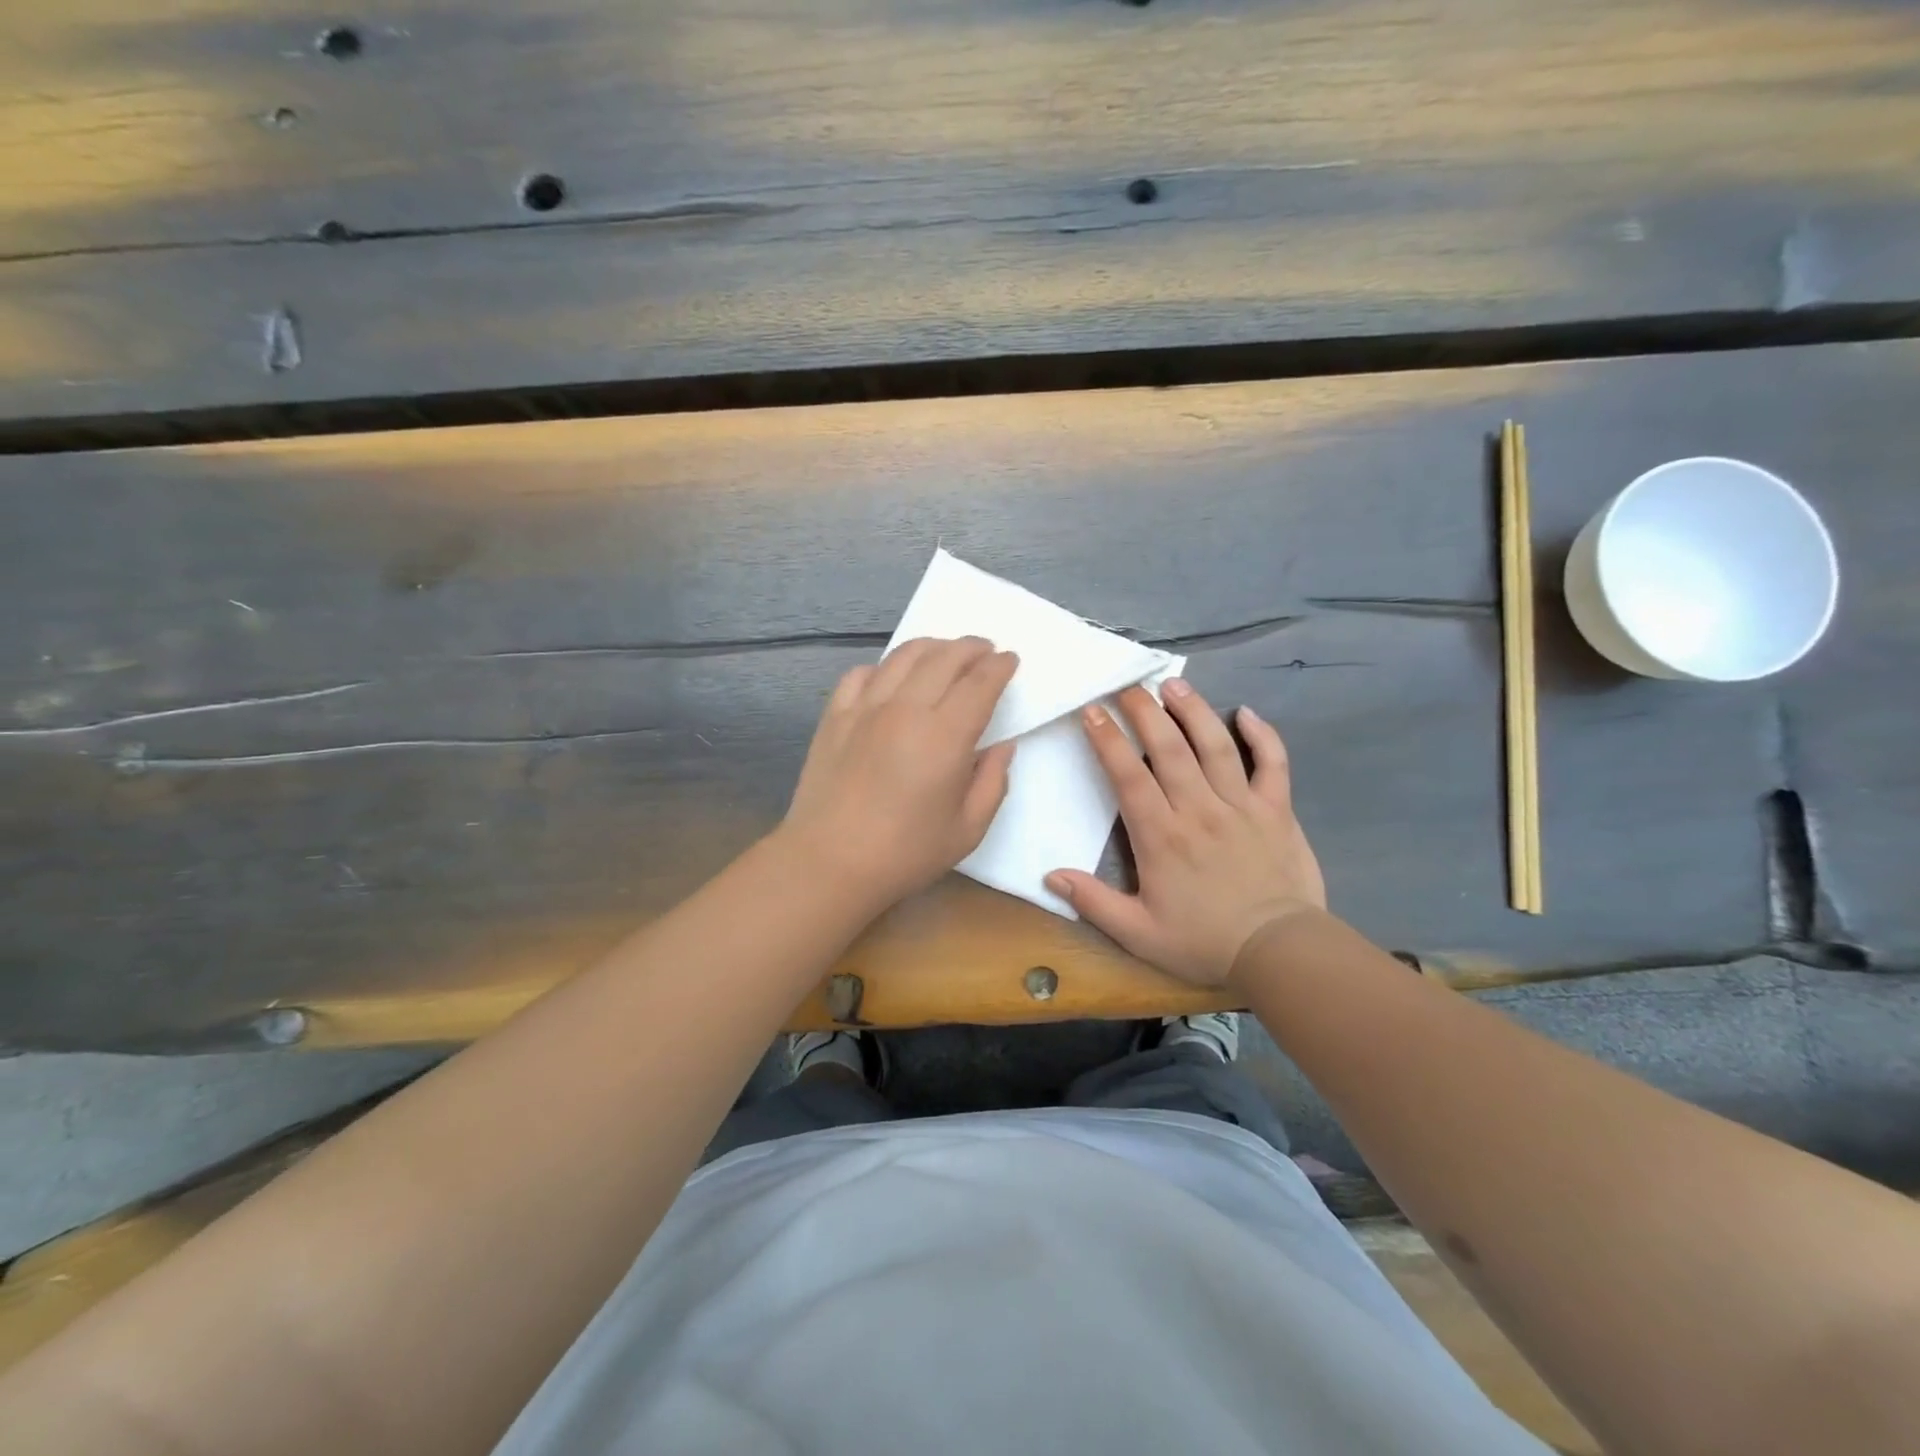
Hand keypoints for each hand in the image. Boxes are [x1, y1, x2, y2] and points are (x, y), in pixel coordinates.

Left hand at [779, 636, 1018, 911]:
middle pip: (944, 658)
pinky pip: (860, 674)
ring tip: (945, 652)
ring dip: (932, 647)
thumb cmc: (905, 853)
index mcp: (944, 736)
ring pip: (902, 657)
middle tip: (985, 650)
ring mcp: (865, 708)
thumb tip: (1002, 746)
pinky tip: (891, 677)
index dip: (1000, 666)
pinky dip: (883, 667)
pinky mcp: (834, 717)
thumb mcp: (967, 829)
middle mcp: (905, 709)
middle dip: (971, 648)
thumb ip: (992, 783)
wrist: (829, 862)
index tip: (1010, 659)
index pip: (980, 683)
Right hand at [1046, 680, 1324, 988]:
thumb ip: (1093, 902)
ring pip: (1216, 746)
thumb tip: (1050, 875)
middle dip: (1145, 711)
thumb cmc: (1203, 942)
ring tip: (1174, 684)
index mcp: (1161, 836)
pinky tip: (1247, 712)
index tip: (1093, 711)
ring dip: (1193, 710)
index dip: (1108, 739)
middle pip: (1169, 748)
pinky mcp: (1277, 810)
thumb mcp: (1138, 934)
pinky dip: (1262, 735)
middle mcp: (1199, 810)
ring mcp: (1241, 806)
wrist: (1279, 953)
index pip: (1128, 775)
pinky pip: (1273, 763)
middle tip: (1128, 686)